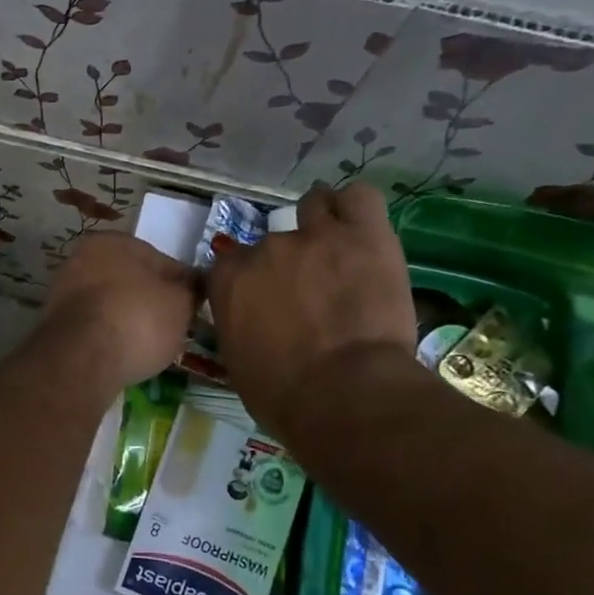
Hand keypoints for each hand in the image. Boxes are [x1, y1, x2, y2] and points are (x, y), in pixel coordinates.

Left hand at [38, 233, 199, 390]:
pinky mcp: (55, 324)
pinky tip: (122, 353)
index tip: (193, 308)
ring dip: (128, 319)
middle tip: (172, 328)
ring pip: (110, 303)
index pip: (161, 260)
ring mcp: (64, 291)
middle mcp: (83, 258)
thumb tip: (193, 285)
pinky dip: (108, 336)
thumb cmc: (138, 318)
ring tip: (148, 345)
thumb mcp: (180, 302)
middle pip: (131, 281)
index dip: (182, 285)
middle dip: (150, 301)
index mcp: (114, 241)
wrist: (83, 358)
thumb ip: (189, 289)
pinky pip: (93, 325)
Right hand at [208, 183, 416, 440]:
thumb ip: (239, 325)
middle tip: (309, 289)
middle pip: (272, 240)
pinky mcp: (363, 234)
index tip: (263, 299)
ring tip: (336, 246)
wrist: (343, 394)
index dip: (248, 280)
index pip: (230, 263)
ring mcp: (315, 236)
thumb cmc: (283, 396)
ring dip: (321, 221)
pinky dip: (357, 208)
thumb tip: (251, 321)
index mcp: (229, 281)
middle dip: (287, 261)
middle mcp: (265, 249)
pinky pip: (359, 198)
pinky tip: (362, 226)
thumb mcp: (239, 362)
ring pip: (315, 205)